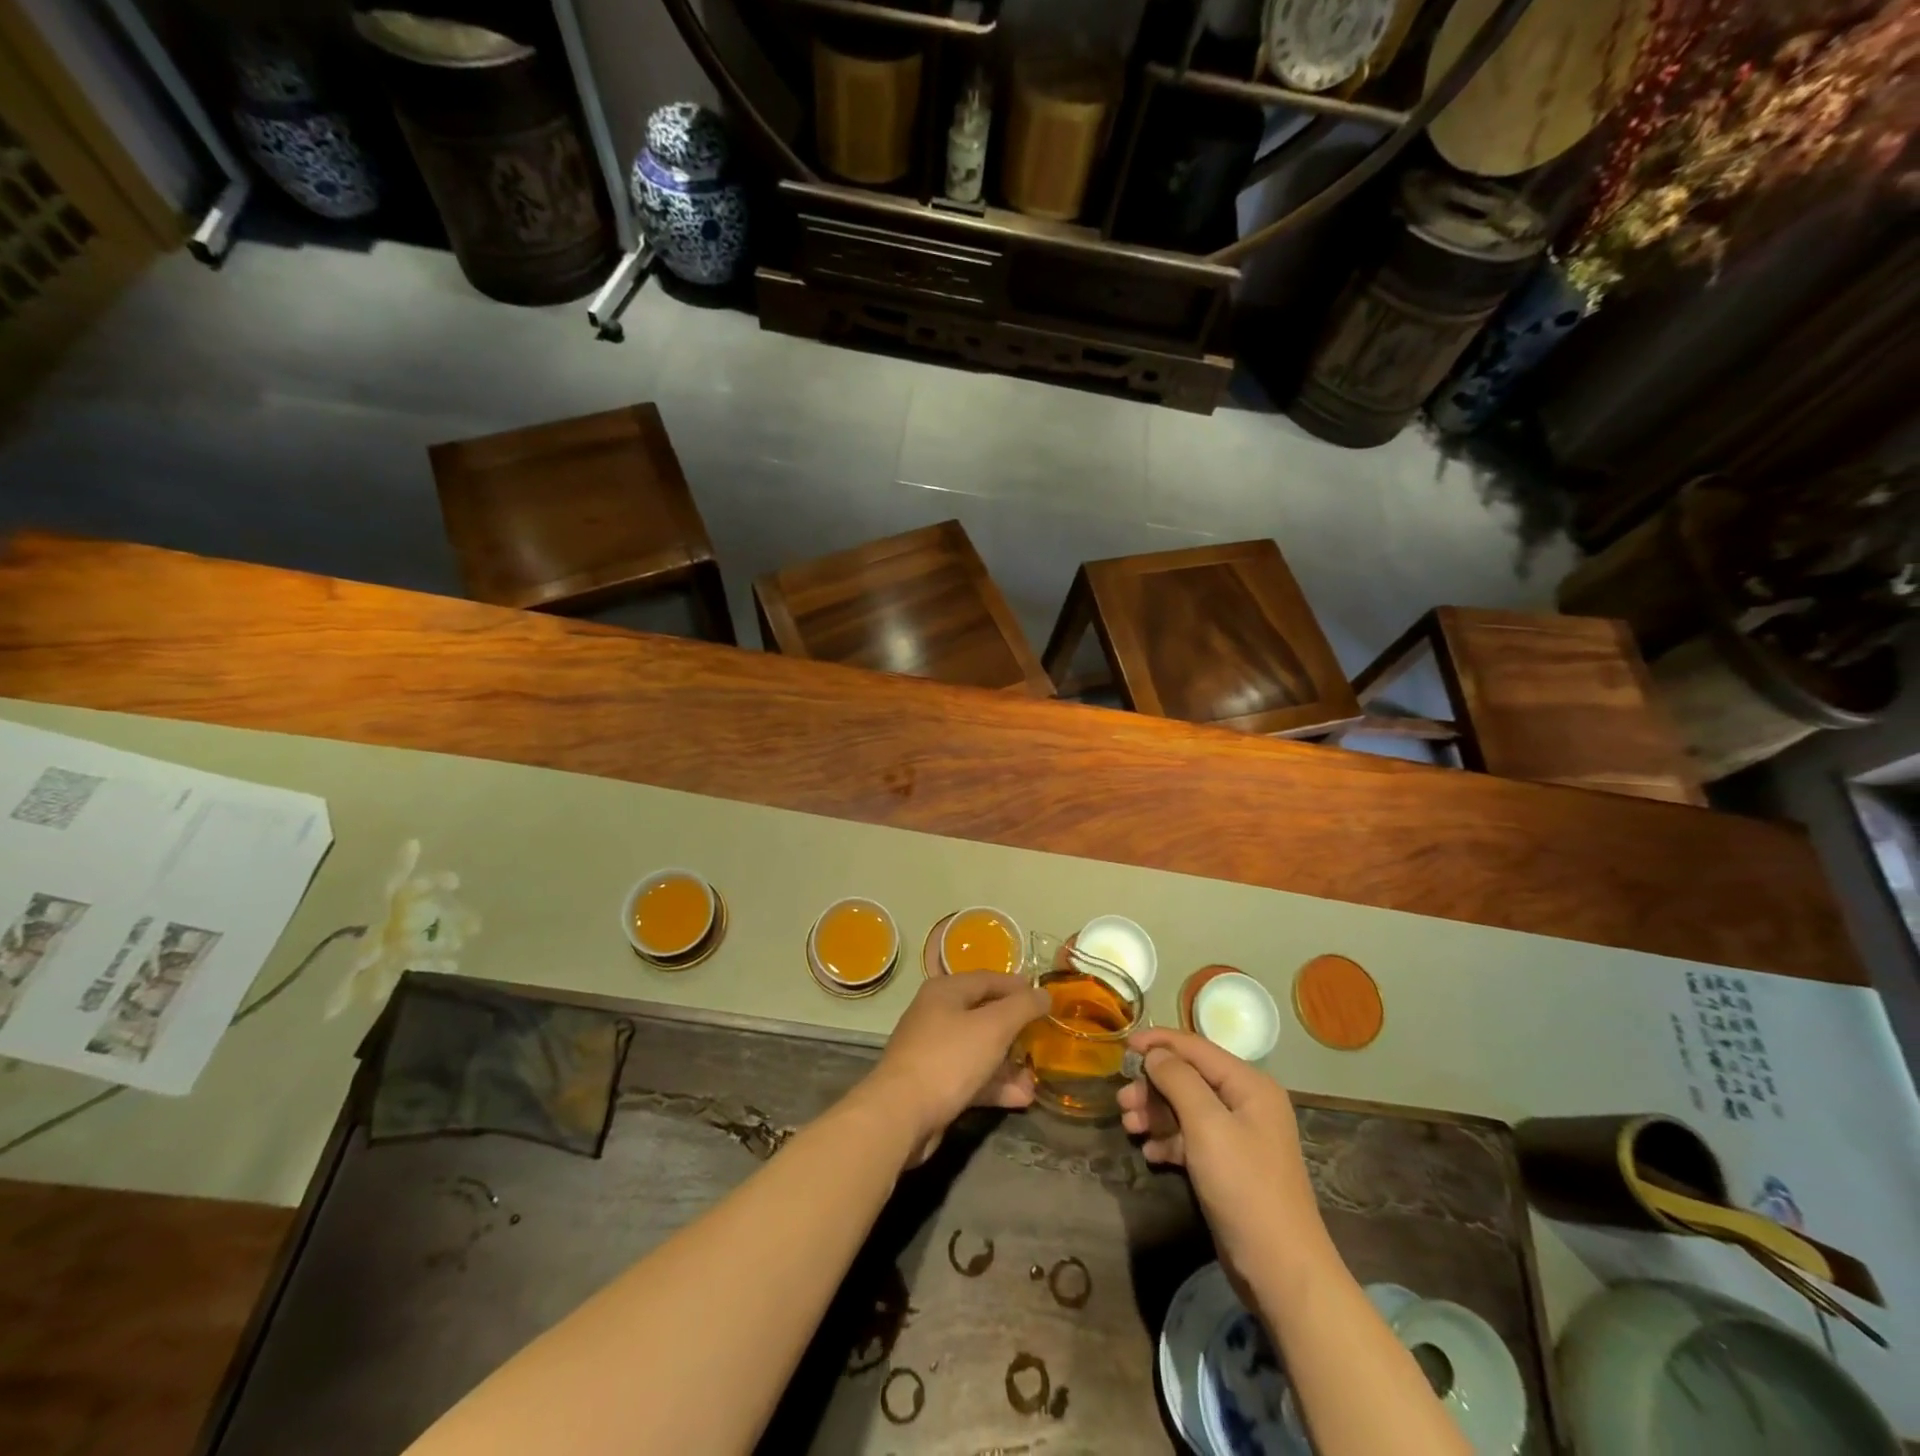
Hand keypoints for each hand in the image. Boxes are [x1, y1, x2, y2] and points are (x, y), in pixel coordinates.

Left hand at [857, 973, 1049, 1163]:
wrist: (900, 1114)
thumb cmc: (949, 1058)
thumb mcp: (993, 1027)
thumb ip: (1022, 1007)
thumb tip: (1043, 993)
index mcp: (946, 991)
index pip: (988, 979)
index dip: (1018, 987)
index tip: (1045, 998)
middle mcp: (937, 1014)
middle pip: (984, 1014)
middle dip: (1015, 1029)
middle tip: (1043, 1039)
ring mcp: (933, 1050)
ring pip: (979, 1049)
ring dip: (1008, 1063)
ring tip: (1036, 1078)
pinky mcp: (934, 1083)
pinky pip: (970, 1076)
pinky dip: (994, 1084)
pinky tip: (1021, 1098)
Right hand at [1118, 1028, 1330, 1287]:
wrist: (1281, 1271)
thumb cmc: (1244, 1187)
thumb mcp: (1207, 1126)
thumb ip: (1178, 1081)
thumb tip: (1155, 1054)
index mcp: (1249, 1085)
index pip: (1196, 1047)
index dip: (1158, 1042)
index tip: (1123, 1046)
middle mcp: (1246, 1103)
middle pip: (1189, 1078)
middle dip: (1153, 1086)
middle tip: (1122, 1102)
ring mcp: (1239, 1136)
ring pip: (1187, 1108)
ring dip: (1156, 1114)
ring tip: (1129, 1127)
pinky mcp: (1229, 1165)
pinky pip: (1192, 1138)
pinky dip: (1169, 1140)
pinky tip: (1150, 1153)